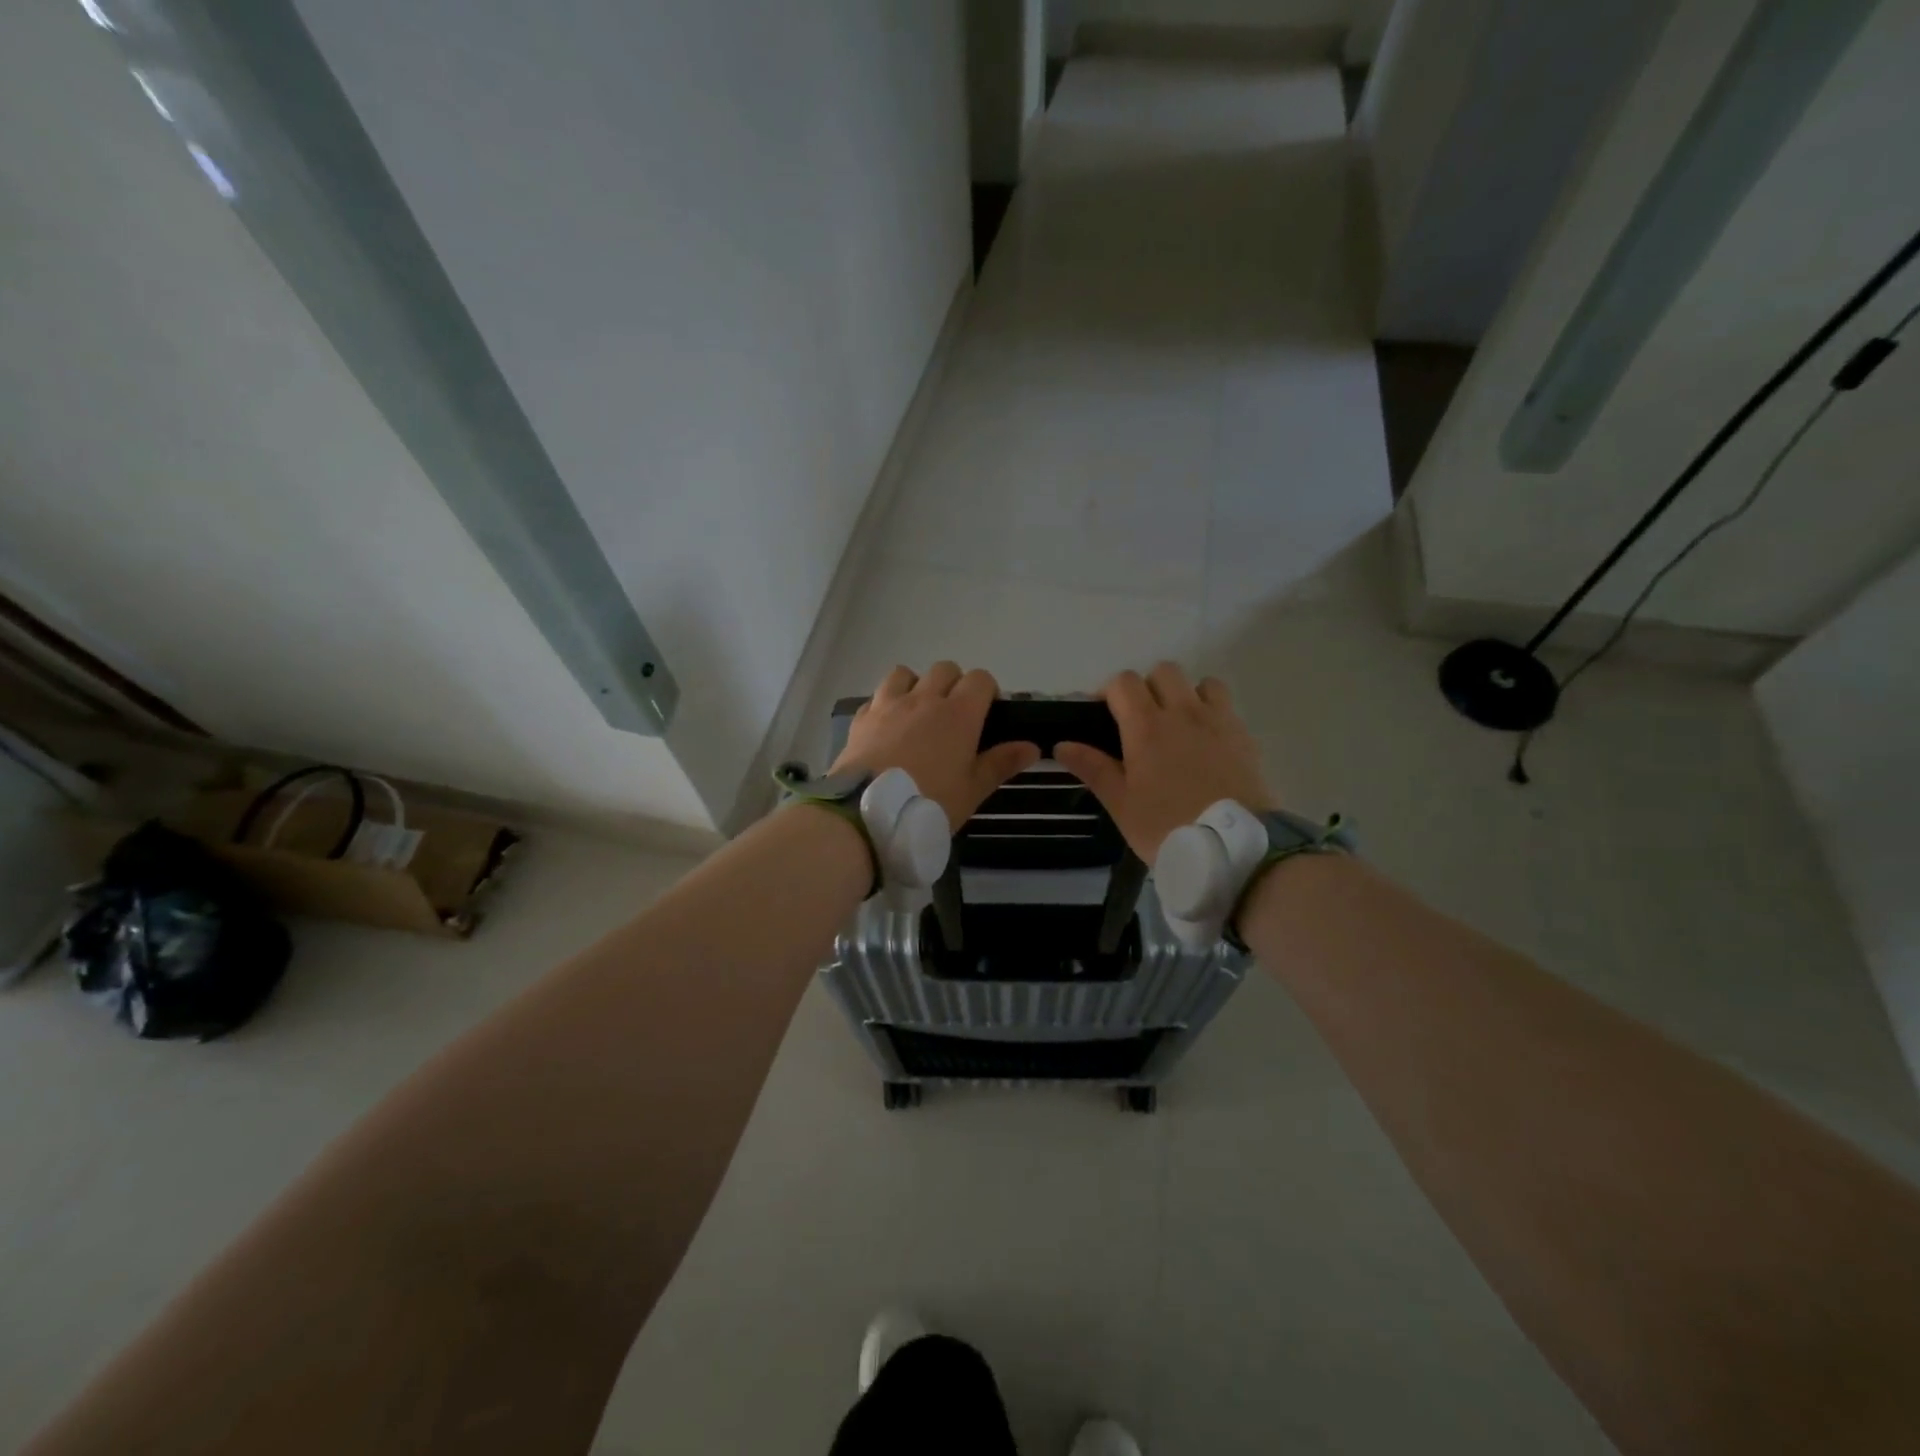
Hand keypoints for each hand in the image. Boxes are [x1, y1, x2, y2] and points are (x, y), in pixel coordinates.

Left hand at [831, 663, 1040, 829]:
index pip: (980, 679)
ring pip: (905, 674)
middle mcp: (924, 698)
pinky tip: (886, 729)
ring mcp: (889, 704)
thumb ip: (1001, 763)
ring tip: (917, 715)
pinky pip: (877, 698)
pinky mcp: (862, 718)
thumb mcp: (972, 790)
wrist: (868, 813)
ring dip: (916, 685)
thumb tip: (1032, 747)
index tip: (985, 715)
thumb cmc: (930, 802)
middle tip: (953, 717)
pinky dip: (885, 706)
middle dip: (953, 684)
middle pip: (945, 669)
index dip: (986, 691)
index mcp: (958, 713)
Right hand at [1054, 662, 1274, 862]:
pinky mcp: (1244, 735)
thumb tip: (1062, 745)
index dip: (1109, 693)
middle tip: (1140, 722)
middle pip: (1163, 672)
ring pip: (1199, 683)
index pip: (1123, 682)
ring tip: (1178, 728)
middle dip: (1147, 688)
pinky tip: (1206, 743)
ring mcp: (1218, 720)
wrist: (1233, 848)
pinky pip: (1225, 706)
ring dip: (1184, 695)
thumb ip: (1093, 768)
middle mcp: (1183, 712)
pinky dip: (1212, 712)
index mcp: (1146, 726)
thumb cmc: (1167, 826)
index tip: (1104, 717)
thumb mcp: (1121, 804)